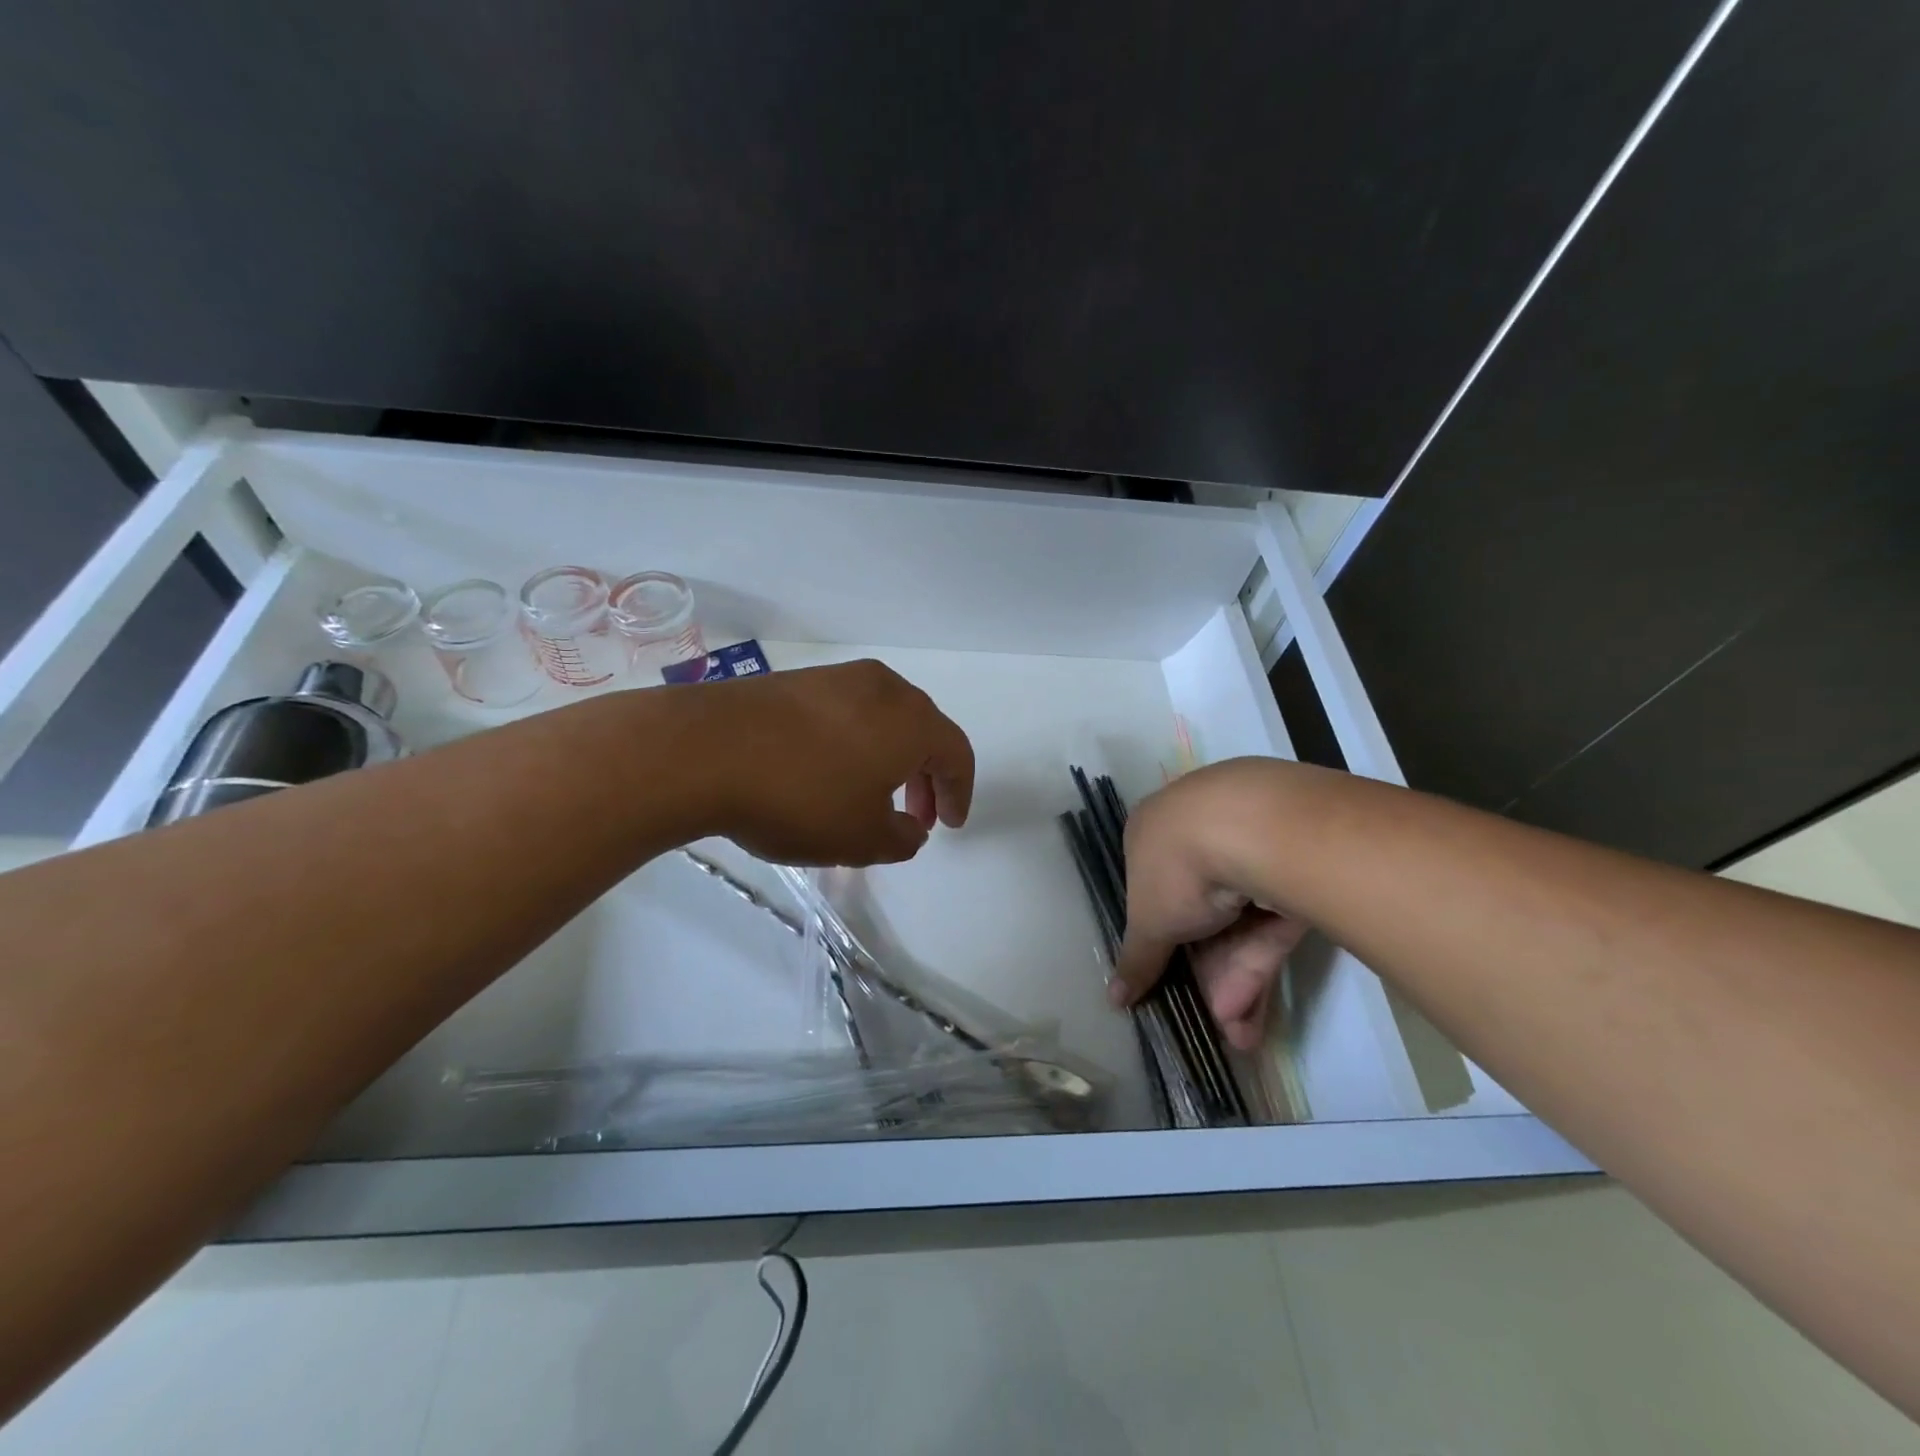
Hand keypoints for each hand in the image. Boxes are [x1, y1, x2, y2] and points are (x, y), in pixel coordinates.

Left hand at [694, 659, 974, 865]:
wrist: (703, 750)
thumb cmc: (800, 797)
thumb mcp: (863, 839)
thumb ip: (903, 839)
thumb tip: (911, 829)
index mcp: (912, 721)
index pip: (957, 753)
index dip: (959, 792)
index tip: (949, 825)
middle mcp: (883, 688)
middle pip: (923, 731)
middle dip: (925, 777)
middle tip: (915, 816)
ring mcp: (836, 678)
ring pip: (883, 719)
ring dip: (889, 760)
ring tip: (870, 797)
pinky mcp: (796, 681)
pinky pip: (845, 714)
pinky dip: (853, 745)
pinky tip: (827, 774)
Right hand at [1111, 761, 1310, 1051]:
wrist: (1252, 827)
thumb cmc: (1177, 867)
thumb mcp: (1149, 922)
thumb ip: (1136, 959)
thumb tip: (1113, 998)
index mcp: (1153, 832)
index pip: (1153, 888)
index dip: (1161, 937)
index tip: (1168, 976)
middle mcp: (1199, 831)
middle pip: (1200, 912)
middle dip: (1207, 973)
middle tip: (1216, 1020)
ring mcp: (1250, 844)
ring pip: (1240, 922)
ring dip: (1237, 981)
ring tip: (1242, 1036)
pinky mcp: (1294, 864)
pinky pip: (1270, 920)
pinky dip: (1262, 963)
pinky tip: (1257, 1016)